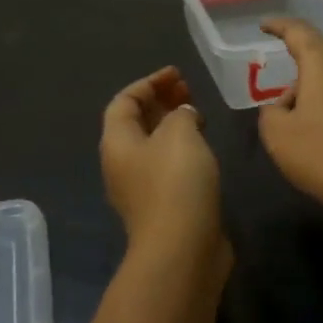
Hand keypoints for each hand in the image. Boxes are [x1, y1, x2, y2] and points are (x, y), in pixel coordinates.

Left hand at [101, 67, 227, 271]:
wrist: (183, 247)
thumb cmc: (176, 182)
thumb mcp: (179, 133)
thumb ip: (180, 114)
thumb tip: (183, 116)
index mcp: (117, 143)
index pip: (124, 102)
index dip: (148, 83)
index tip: (176, 74)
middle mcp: (123, 164)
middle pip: (136, 123)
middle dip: (160, 102)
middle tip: (188, 90)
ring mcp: (142, 188)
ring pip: (154, 146)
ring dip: (173, 125)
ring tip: (199, 114)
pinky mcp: (164, 205)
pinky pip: (169, 166)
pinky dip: (183, 149)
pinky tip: (205, 149)